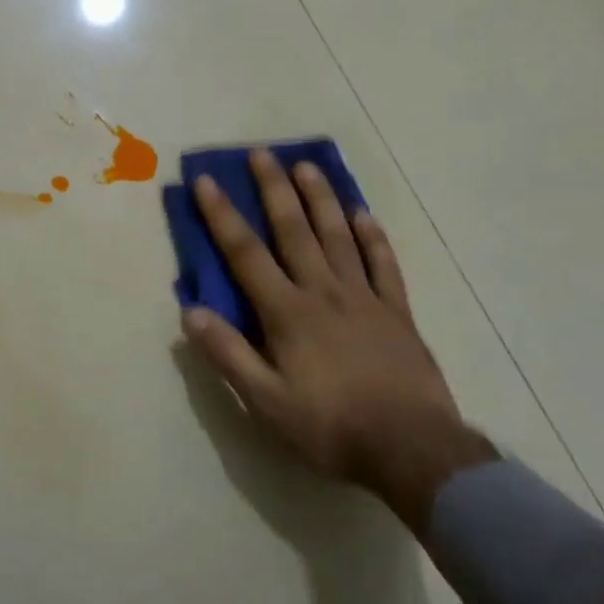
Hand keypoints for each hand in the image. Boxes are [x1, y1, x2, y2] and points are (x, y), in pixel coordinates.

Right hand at [181, 150, 495, 529]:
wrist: (412, 450)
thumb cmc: (331, 427)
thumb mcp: (266, 402)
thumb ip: (228, 355)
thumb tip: (190, 312)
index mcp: (287, 313)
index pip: (246, 254)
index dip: (222, 215)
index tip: (207, 181)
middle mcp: (323, 292)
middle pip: (294, 230)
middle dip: (274, 189)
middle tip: (262, 153)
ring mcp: (364, 298)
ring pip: (338, 236)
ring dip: (321, 198)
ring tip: (307, 165)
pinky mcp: (397, 312)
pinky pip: (383, 264)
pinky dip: (372, 236)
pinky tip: (363, 213)